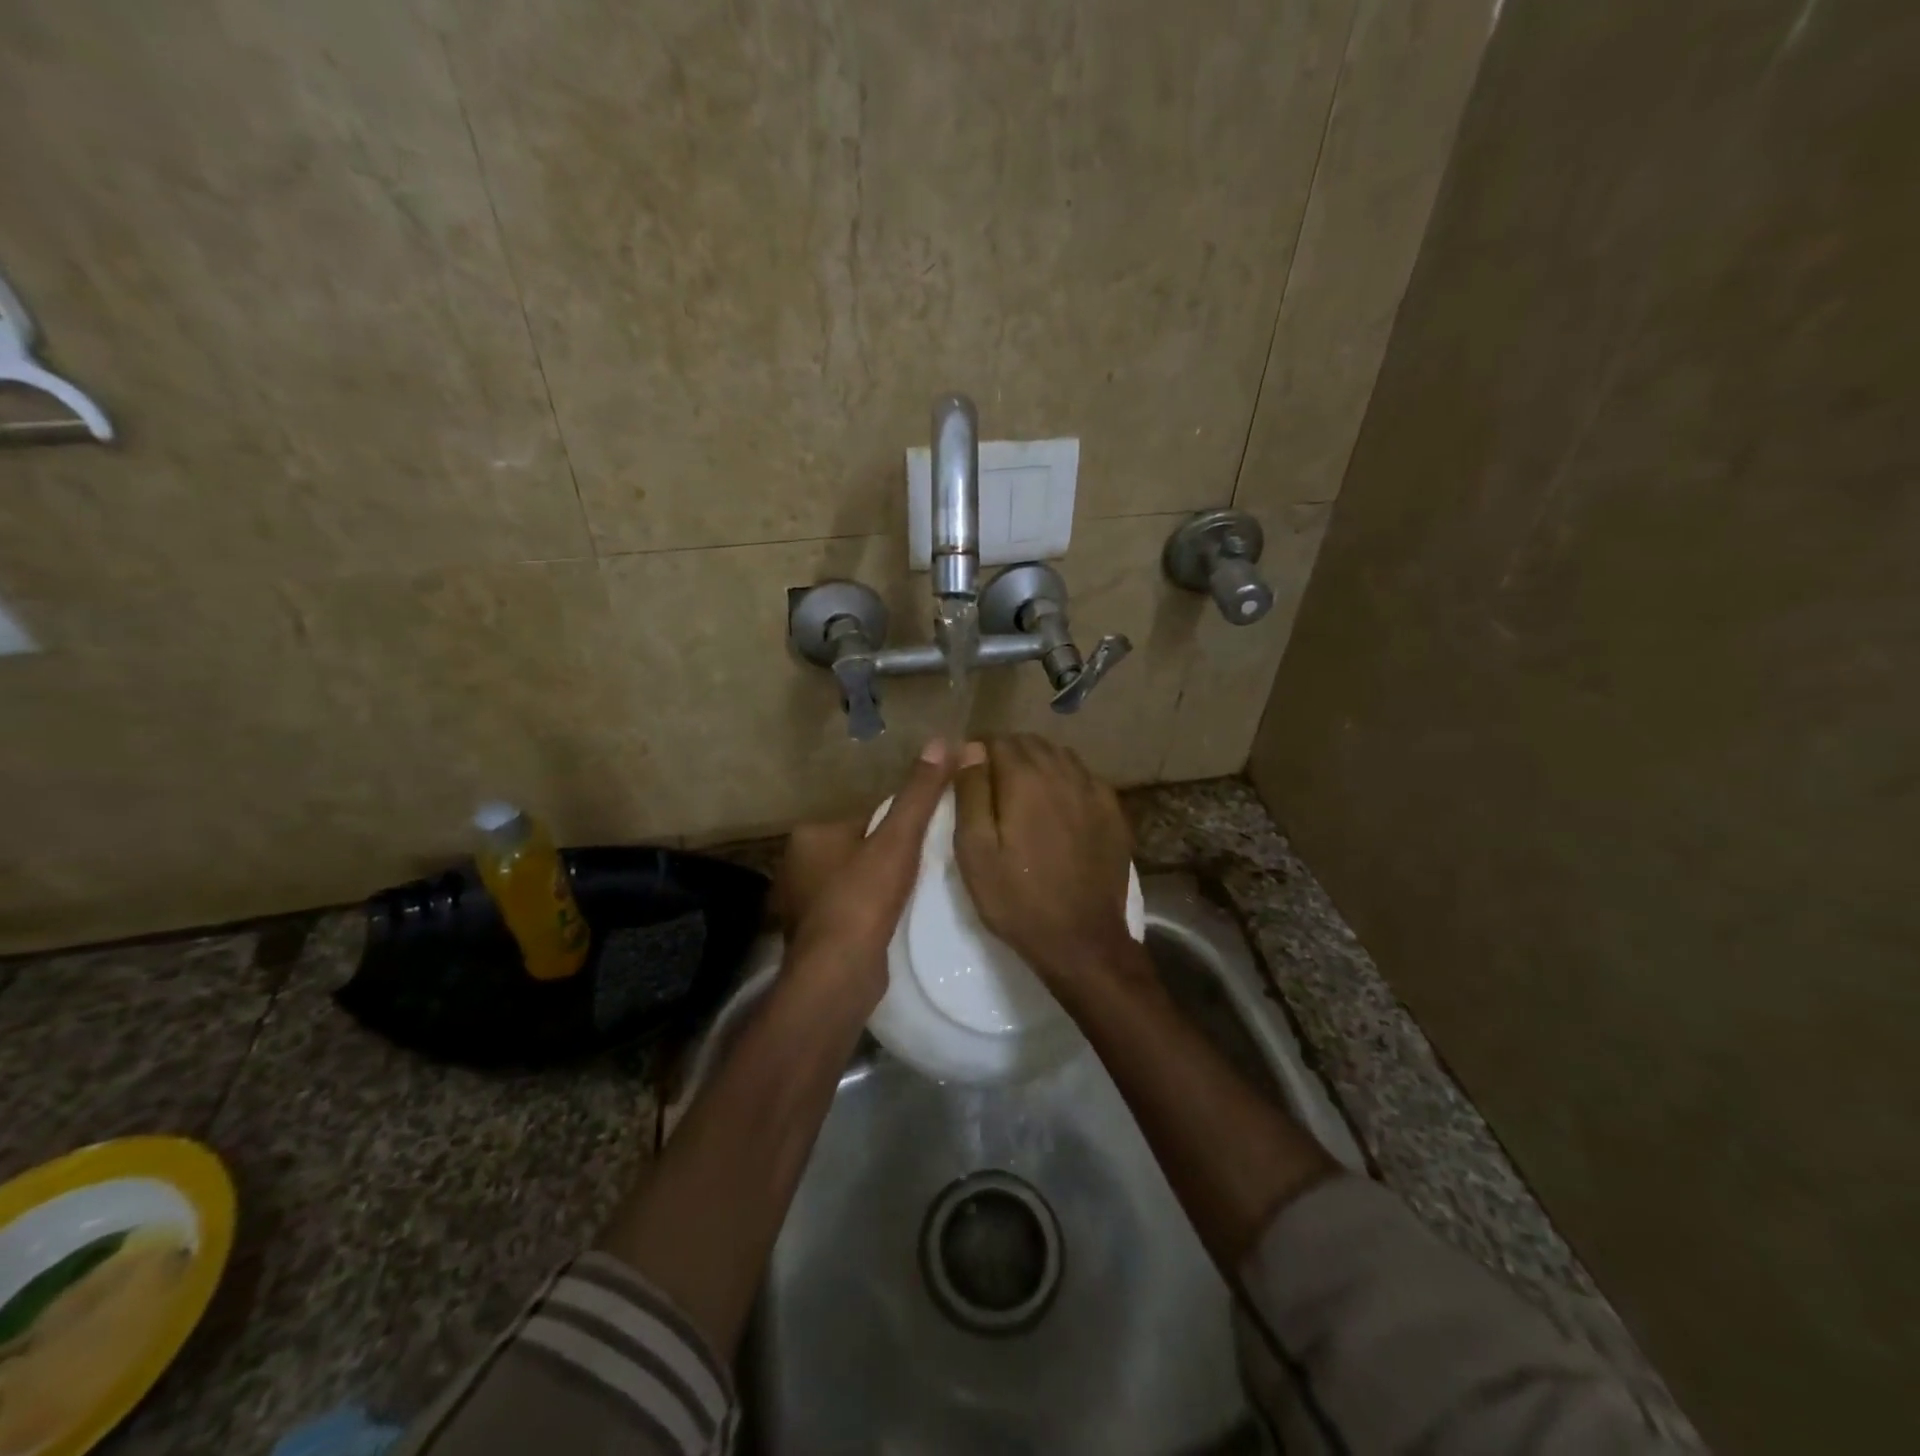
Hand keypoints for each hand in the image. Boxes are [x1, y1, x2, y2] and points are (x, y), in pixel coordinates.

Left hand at [775, 740, 954, 1006]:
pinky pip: (849, 910)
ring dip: (878, 886)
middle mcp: (796, 865)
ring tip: (911, 896)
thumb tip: (942, 741)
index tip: (922, 841)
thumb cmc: (863, 898)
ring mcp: (800, 903)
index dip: (896, 827)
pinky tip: (890, 921)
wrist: (837, 973)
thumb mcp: (898, 839)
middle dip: (886, 857)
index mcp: (810, 834)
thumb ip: (919, 793)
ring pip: (853, 881)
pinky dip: (868, 912)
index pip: (864, 817)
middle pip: (858, 848)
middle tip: (921, 869)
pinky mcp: (812, 935)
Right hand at [953, 735, 1138, 991]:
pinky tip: (1057, 806)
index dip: (977, 751)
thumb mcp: (975, 851)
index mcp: (1025, 778)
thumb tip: (970, 749)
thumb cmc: (1017, 898)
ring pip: (1059, 756)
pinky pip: (1083, 777)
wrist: (1081, 939)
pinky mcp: (1113, 811)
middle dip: (1007, 754)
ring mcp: (1094, 790)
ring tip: (1021, 793)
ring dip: (1037, 763)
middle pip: (1030, 743)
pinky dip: (1064, 780)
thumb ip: (970, 793)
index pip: (997, 741)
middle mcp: (1063, 772)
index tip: (966, 773)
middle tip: (990, 784)